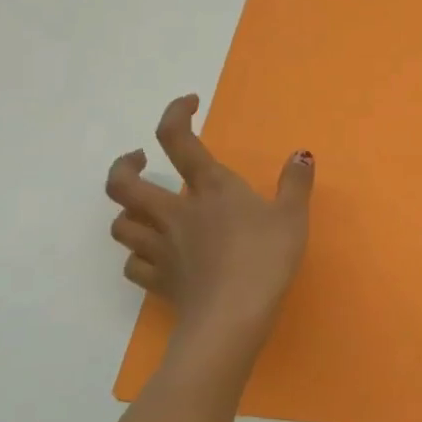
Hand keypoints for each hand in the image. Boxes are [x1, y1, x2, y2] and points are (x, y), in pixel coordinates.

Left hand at [105, 94, 313, 377]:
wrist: (232, 317)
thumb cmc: (266, 259)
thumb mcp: (293, 216)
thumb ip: (295, 183)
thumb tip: (301, 155)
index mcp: (210, 188)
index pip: (177, 139)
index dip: (175, 113)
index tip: (189, 104)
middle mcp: (176, 212)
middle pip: (123, 184)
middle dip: (124, 166)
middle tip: (139, 160)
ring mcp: (161, 248)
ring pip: (121, 224)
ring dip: (128, 212)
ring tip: (146, 210)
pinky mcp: (158, 281)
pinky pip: (133, 265)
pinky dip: (139, 256)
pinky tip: (153, 257)